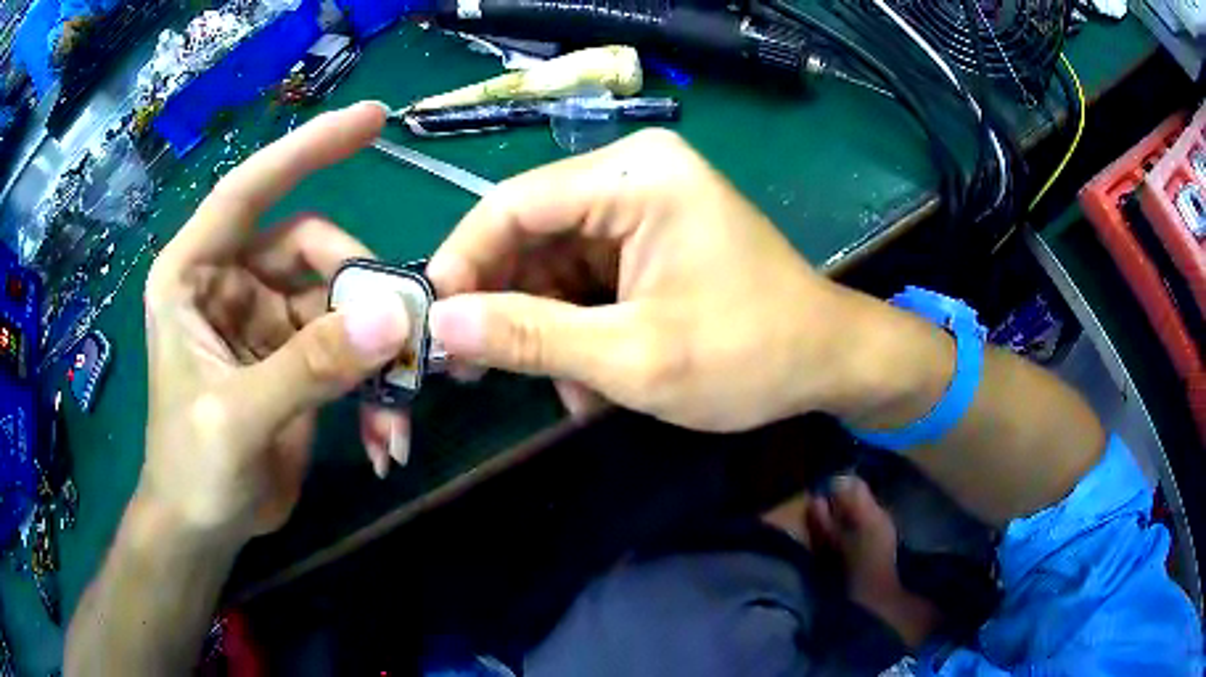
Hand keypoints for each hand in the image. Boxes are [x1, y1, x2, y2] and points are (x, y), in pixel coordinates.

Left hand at [139, 102, 410, 542]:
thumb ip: (308, 367)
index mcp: (193, 274)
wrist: (205, 528)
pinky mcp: (295, 357)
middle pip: (313, 250)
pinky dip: (374, 385)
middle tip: (404, 337)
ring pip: (340, 301)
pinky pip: (349, 348)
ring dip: (376, 348)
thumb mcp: (239, 419)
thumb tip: (393, 317)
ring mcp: (266, 320)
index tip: (374, 120)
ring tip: (400, 403)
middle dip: (361, 289)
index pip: (250, 191)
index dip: (308, 149)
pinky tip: (386, 433)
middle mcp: (231, 282)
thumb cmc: (192, 470)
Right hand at [427, 129, 879, 431]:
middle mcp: (632, 175)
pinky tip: (595, 380)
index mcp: (633, 176)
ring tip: (566, 392)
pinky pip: (586, 280)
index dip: (462, 262)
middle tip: (475, 370)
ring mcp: (642, 208)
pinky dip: (580, 331)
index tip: (433, 323)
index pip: (513, 204)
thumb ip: (531, 337)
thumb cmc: (750, 355)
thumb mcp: (634, 357)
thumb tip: (440, 327)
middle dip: (506, 305)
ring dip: (549, 331)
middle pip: (530, 234)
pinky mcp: (649, 242)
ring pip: (554, 265)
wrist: (829, 362)